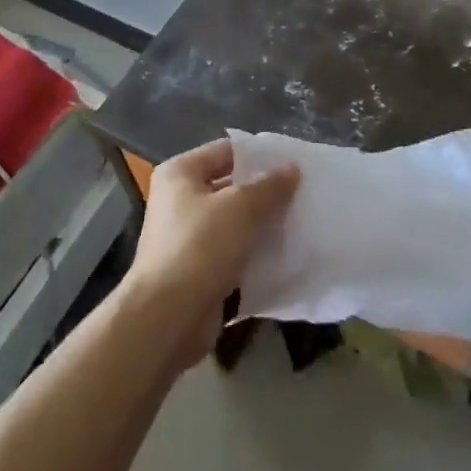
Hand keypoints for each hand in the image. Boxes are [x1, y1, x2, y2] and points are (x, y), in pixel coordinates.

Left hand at [122, 139, 298, 367]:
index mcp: (180, 173)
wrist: (167, 319)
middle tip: (302, 194)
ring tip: (299, 223)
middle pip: (231, 187)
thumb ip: (270, 185)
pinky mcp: (197, 271)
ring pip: (234, 222)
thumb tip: (292, 168)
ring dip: (262, 225)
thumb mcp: (242, 207)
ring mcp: (187, 238)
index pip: (227, 151)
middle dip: (265, 192)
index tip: (294, 163)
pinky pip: (232, 253)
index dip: (260, 156)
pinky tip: (284, 255)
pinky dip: (254, 254)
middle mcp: (179, 201)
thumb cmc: (200, 247)